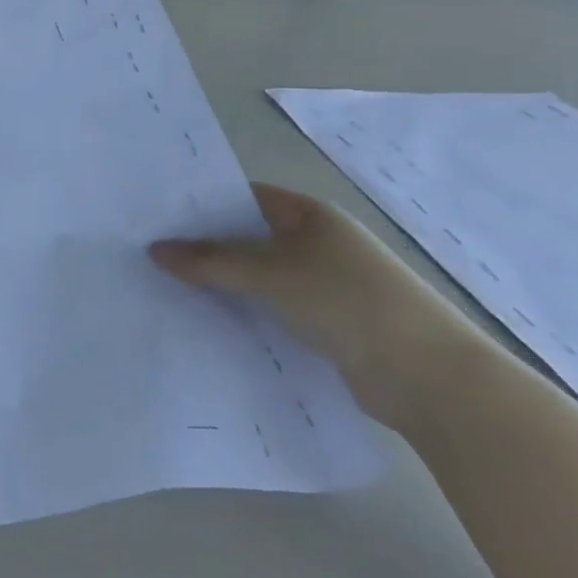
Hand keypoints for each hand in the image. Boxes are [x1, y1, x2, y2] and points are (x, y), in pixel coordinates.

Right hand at [150, 183, 489, 425]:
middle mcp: (314, 243)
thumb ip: (210, 261)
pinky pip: (267, 307)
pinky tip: (202, 320)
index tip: (155, 215)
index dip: (200, 203)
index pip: (242, 197)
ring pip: (254, 276)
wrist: (429, 379)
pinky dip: (239, 310)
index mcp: (309, 215)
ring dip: (219, 282)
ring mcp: (320, 284)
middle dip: (201, 246)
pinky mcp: (322, 323)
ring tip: (162, 286)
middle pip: (245, 237)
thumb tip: (154, 250)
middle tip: (147, 252)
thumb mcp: (270, 274)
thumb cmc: (349, 303)